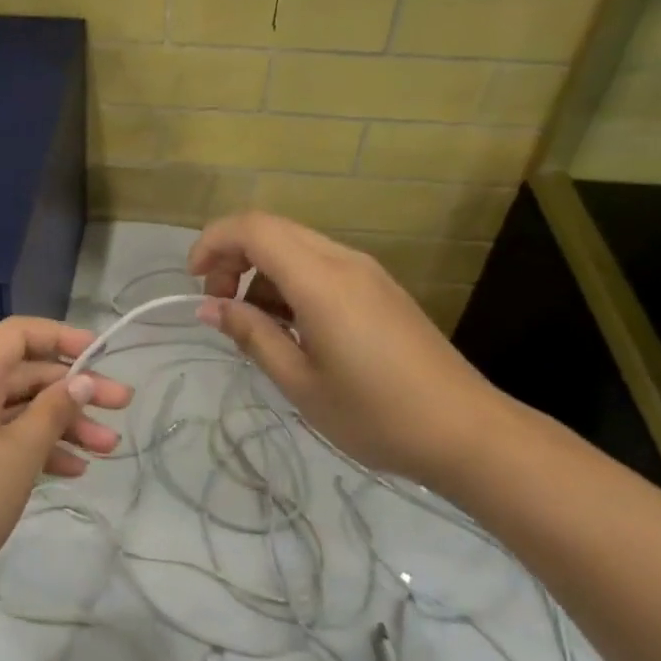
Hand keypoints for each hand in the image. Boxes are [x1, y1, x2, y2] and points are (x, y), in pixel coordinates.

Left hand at [0, 317, 133, 609]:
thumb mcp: (18, 456)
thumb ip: (53, 411)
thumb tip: (81, 380)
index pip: (18, 334)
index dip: (62, 338)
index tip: (101, 356)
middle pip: (23, 374)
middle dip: (73, 391)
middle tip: (122, 408)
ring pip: (15, 410)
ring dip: (60, 425)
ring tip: (107, 450)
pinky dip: (32, 446)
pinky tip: (70, 470)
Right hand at [188, 211, 513, 489]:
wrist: (466, 431)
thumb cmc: (375, 414)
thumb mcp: (300, 382)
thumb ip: (251, 335)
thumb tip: (210, 307)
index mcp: (320, 280)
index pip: (253, 228)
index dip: (213, 242)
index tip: (194, 282)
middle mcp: (343, 261)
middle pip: (272, 230)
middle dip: (232, 257)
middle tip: (219, 306)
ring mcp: (366, 272)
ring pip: (296, 246)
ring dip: (261, 272)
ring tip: (253, 327)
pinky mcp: (379, 288)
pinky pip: (321, 266)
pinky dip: (289, 283)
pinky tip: (290, 329)